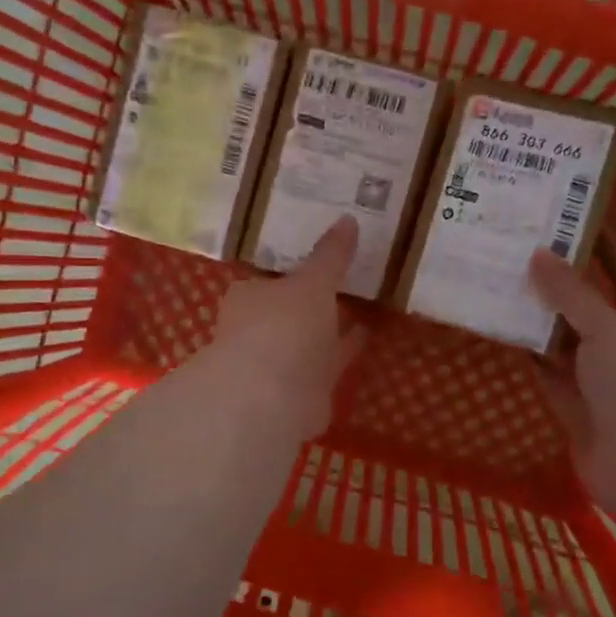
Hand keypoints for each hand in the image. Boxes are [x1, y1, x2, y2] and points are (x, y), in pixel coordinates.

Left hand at [200, 216, 366, 439]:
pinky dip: (341, 356)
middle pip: (290, 313)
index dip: (296, 273)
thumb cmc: (284, 327)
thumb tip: (348, 218)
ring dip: (331, 331)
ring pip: (309, 342)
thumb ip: (331, 255)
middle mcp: (257, 331)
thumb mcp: (312, 282)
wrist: (272, 398)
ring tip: (365, 311)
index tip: (322, 262)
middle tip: (349, 284)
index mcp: (250, 297)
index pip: (271, 279)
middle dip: (314, 304)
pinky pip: (326, 367)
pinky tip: (365, 341)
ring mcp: (277, 365)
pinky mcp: (299, 393)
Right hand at [528, 237, 615, 519]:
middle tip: (524, 251)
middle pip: (590, 307)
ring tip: (504, 285)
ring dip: (539, 319)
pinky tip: (504, 334)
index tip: (577, 219)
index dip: (607, 248)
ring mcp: (598, 382)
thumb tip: (539, 254)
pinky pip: (548, 375)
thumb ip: (573, 297)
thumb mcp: (609, 333)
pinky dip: (530, 356)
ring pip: (564, 342)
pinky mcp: (575, 409)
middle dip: (563, 282)